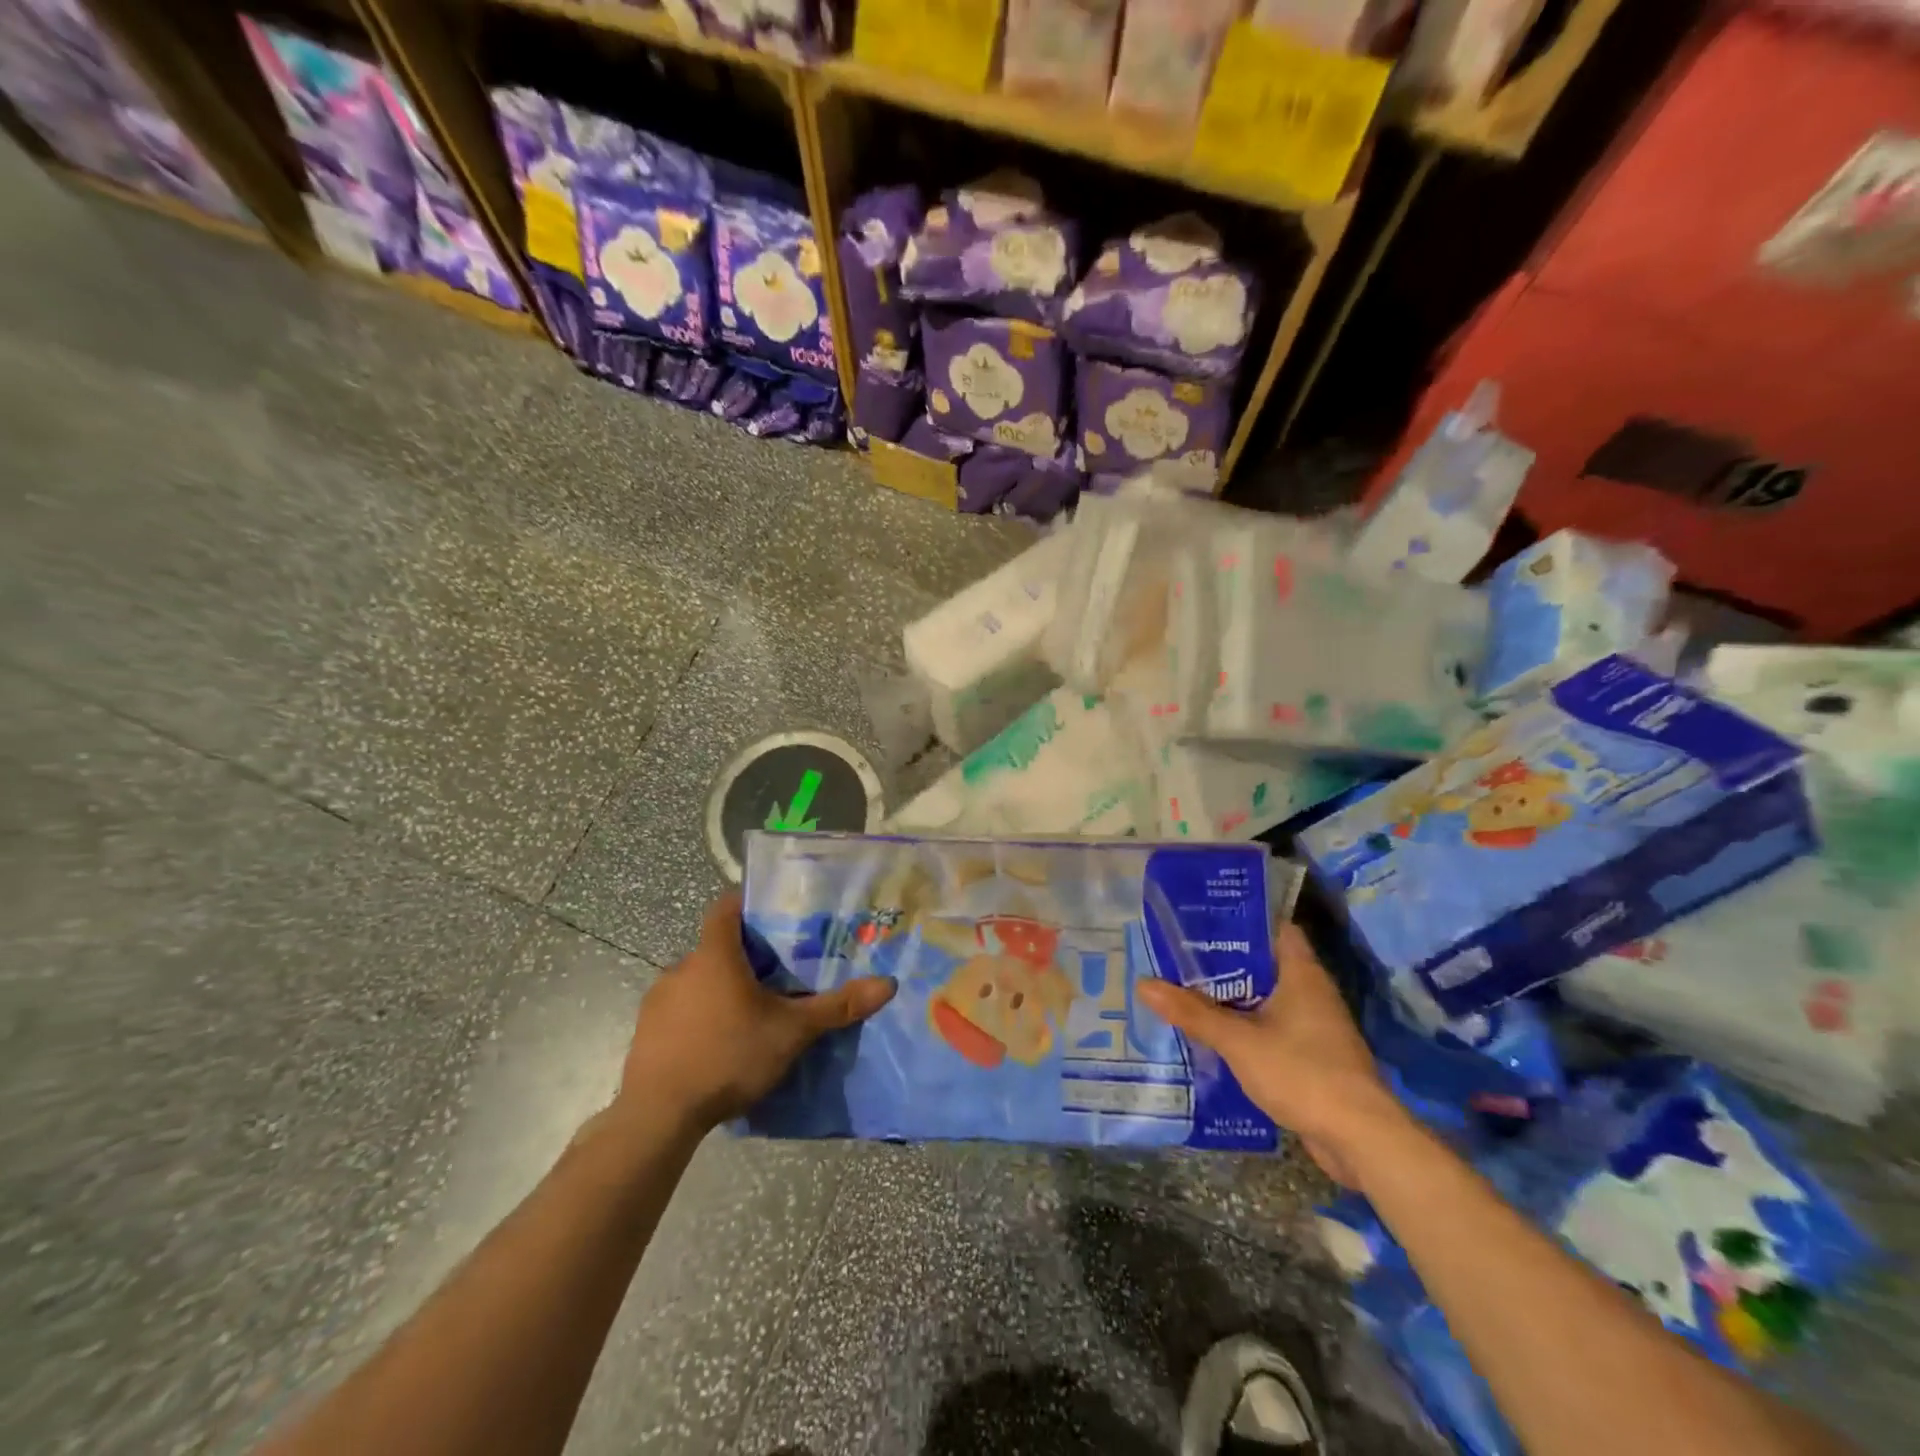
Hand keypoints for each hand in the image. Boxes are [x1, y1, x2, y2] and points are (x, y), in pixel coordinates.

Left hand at [616, 891, 895, 1133]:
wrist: (659, 1114)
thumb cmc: (729, 1055)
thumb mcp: (792, 1032)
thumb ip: (836, 1007)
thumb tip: (887, 984)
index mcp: (715, 955)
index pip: (726, 907)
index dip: (747, 904)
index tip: (773, 914)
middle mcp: (682, 967)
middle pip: (716, 946)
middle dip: (745, 956)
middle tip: (778, 974)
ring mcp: (659, 1000)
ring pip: (698, 980)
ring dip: (721, 989)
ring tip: (751, 1013)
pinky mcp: (646, 1031)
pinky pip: (680, 1010)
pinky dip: (700, 1016)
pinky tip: (719, 1044)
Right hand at [1136, 924, 1404, 1186]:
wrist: (1360, 1139)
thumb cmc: (1302, 1072)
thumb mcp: (1238, 1040)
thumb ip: (1192, 1012)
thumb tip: (1144, 984)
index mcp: (1301, 973)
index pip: (1274, 928)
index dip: (1240, 919)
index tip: (1201, 917)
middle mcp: (1311, 992)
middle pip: (1263, 964)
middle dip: (1224, 960)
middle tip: (1179, 953)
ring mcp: (1314, 1027)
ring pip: (1265, 1000)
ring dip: (1232, 997)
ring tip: (1186, 990)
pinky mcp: (1312, 1058)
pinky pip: (1271, 1030)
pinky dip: (1245, 1028)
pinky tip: (1213, 1034)